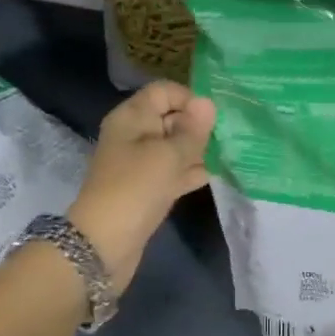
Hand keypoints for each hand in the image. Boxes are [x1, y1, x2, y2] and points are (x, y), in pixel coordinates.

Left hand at [69, 81, 215, 292]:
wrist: (104, 244)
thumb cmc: (136, 188)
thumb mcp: (168, 155)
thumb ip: (192, 130)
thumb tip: (207, 102)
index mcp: (131, 117)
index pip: (163, 92)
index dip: (189, 99)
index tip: (214, 117)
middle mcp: (134, 135)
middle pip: (170, 118)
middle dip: (198, 125)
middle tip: (229, 136)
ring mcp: (141, 163)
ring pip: (174, 147)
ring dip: (199, 150)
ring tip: (230, 152)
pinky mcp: (148, 188)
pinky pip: (174, 171)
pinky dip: (192, 171)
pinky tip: (218, 174)